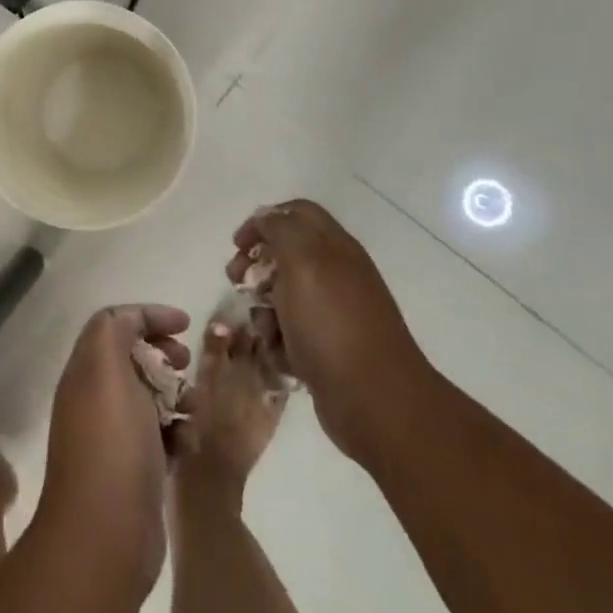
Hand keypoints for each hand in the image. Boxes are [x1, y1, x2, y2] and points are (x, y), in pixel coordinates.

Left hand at [38, 305, 190, 593]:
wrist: (105, 536)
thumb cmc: (111, 442)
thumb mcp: (107, 369)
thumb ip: (114, 330)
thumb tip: (132, 321)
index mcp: (86, 371)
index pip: (115, 324)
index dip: (149, 316)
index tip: (185, 324)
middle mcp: (96, 399)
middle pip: (134, 359)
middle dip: (165, 355)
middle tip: (187, 364)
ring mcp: (115, 437)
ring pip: (152, 398)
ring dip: (178, 395)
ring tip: (195, 407)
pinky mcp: (136, 472)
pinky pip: (162, 437)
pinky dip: (179, 433)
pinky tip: (189, 444)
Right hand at [228, 199, 435, 461]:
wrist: (374, 399)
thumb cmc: (332, 322)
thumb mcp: (302, 260)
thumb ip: (281, 229)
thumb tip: (266, 219)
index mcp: (334, 246)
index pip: (296, 213)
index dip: (263, 221)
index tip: (238, 245)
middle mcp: (337, 274)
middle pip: (286, 254)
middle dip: (256, 266)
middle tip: (237, 281)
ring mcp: (334, 313)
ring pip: (285, 297)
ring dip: (263, 308)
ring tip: (261, 327)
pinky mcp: (328, 349)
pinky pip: (292, 334)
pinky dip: (279, 340)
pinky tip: (278, 354)